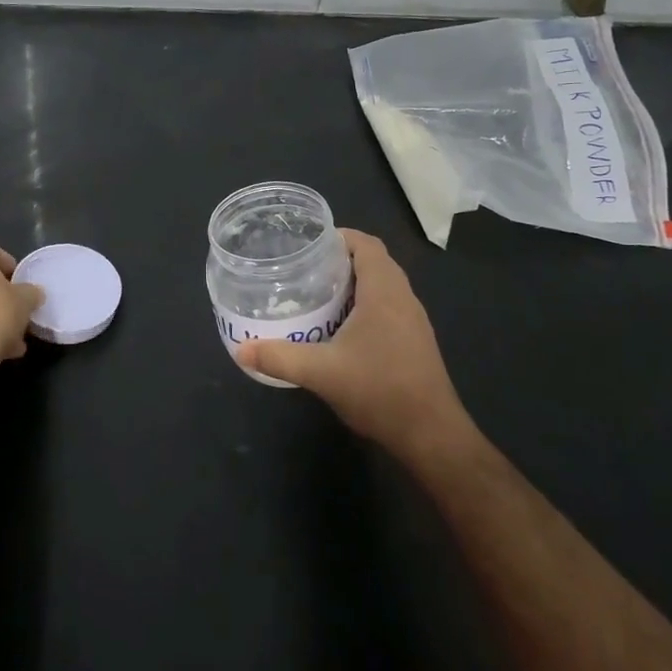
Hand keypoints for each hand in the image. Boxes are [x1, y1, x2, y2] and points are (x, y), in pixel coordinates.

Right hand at [237, 230, 471, 466]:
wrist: (430, 434)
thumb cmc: (379, 390)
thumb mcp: (321, 373)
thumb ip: (280, 358)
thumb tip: (241, 349)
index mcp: (384, 291)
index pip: (366, 244)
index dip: (340, 237)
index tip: (309, 244)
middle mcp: (403, 297)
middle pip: (374, 261)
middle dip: (341, 260)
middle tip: (305, 268)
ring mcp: (413, 320)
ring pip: (383, 285)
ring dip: (354, 283)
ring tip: (317, 294)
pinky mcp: (415, 340)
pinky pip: (388, 306)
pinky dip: (364, 304)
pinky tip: (340, 327)